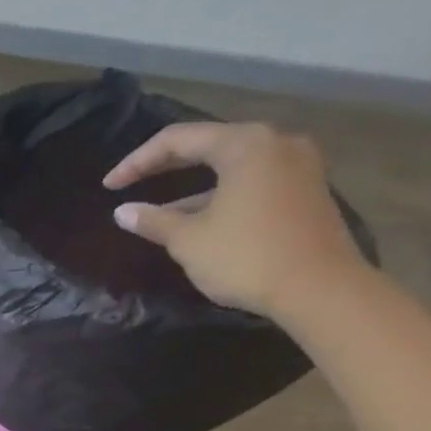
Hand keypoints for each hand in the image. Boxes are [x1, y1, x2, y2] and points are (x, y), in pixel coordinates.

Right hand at [103, 122, 366, 319]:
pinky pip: (252, 181)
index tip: (109, 186)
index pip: (176, 140)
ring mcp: (297, 166)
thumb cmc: (247, 257)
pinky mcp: (306, 190)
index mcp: (244, 144)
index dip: (136, 162)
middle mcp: (275, 143)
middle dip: (164, 166)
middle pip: (207, 145)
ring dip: (192, 184)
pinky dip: (220, 194)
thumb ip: (153, 220)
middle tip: (130, 184)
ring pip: (230, 165)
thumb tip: (123, 211)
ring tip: (160, 210)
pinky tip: (199, 220)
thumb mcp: (188, 240)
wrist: (321, 290)